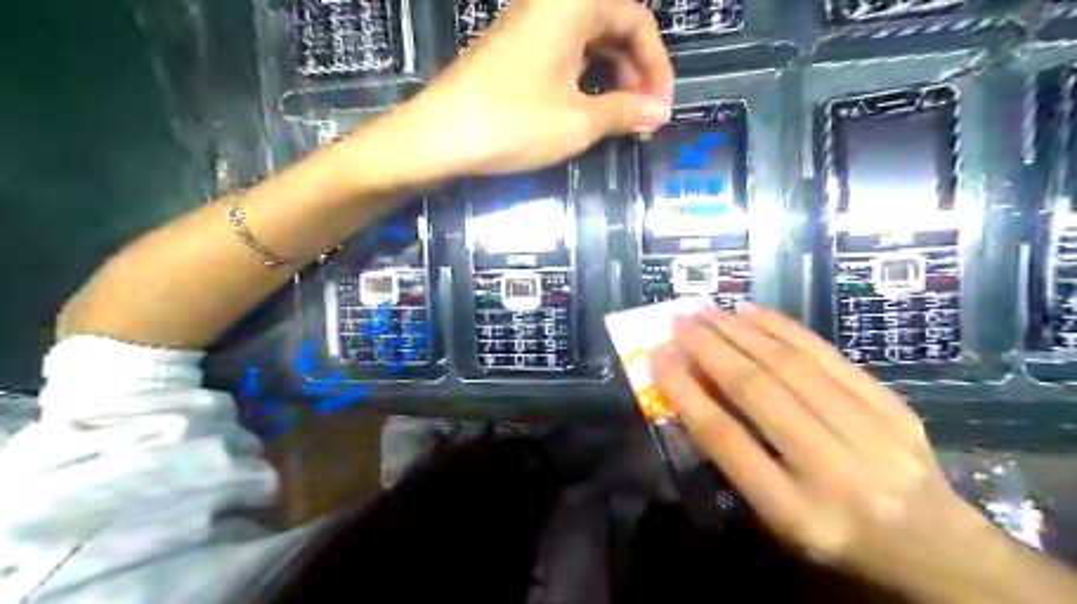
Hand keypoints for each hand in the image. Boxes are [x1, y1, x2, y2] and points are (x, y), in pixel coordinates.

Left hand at [384, 0, 669, 177]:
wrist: (438, 137)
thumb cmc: (512, 123)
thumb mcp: (578, 121)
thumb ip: (624, 112)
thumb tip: (659, 113)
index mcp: (571, 6)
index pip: (636, 20)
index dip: (657, 65)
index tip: (662, 107)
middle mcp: (550, 6)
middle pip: (612, 26)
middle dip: (635, 70)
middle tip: (643, 115)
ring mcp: (529, 28)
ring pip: (587, 43)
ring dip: (612, 77)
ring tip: (621, 118)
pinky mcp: (514, 52)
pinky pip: (563, 56)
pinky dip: (584, 80)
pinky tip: (588, 110)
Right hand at [646, 307, 1000, 598]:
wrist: (936, 548)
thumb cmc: (835, 537)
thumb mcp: (775, 518)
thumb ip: (735, 458)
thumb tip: (694, 390)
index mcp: (796, 512)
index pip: (726, 439)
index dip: (685, 392)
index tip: (657, 357)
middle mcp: (833, 470)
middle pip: (758, 392)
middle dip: (710, 349)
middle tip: (678, 320)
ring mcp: (871, 434)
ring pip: (791, 366)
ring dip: (741, 331)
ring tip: (707, 310)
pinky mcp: (893, 408)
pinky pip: (828, 356)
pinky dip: (784, 329)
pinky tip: (754, 313)